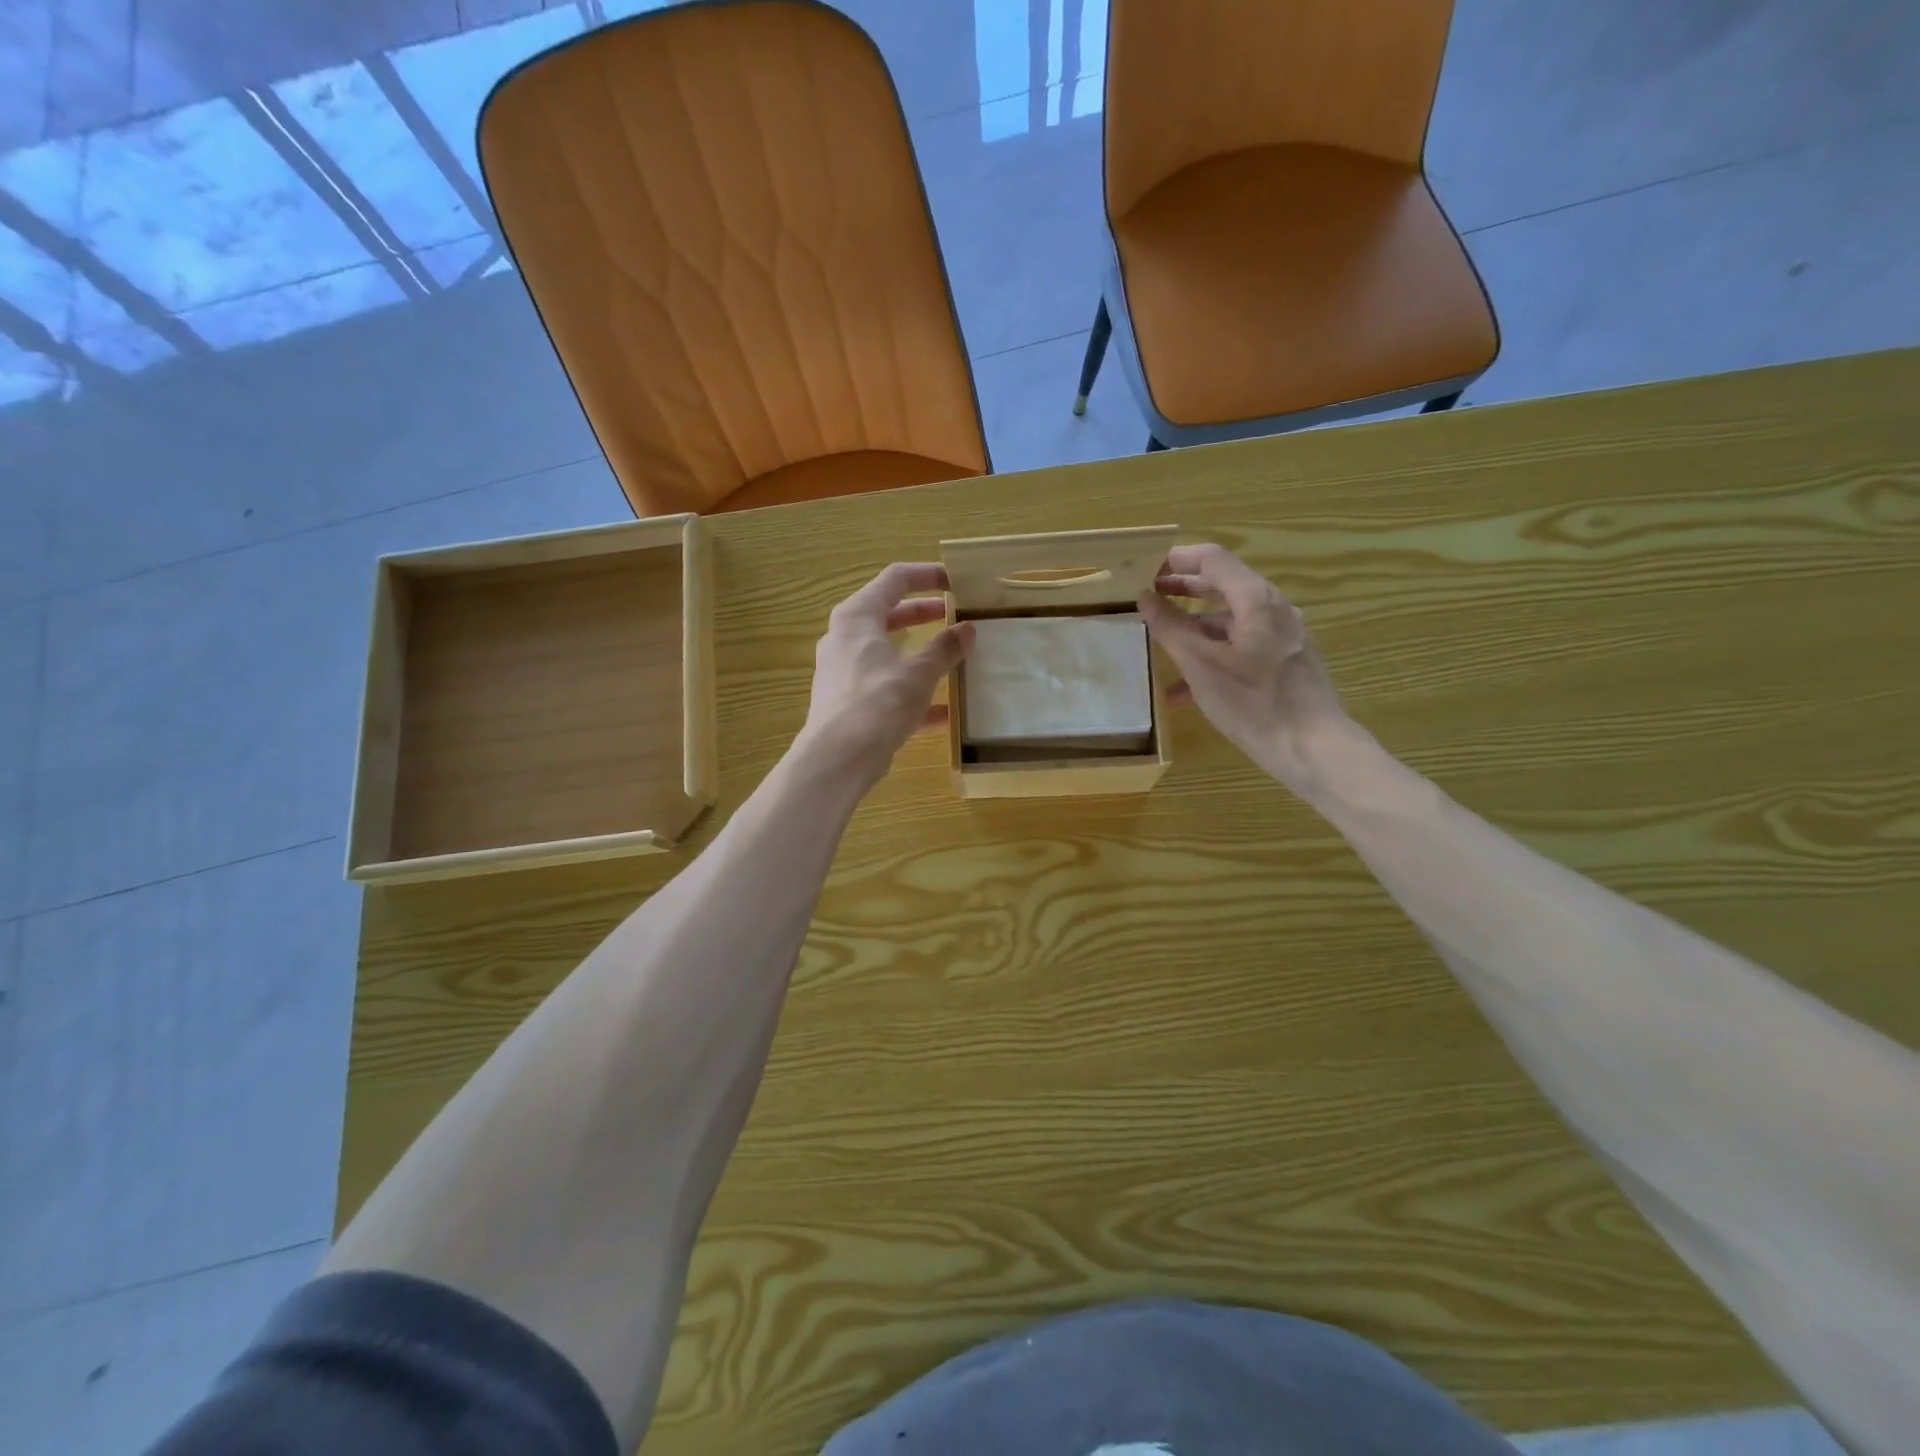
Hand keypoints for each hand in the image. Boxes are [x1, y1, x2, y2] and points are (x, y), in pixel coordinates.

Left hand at [798, 563, 973, 789]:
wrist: (838, 758)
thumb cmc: (878, 702)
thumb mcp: (919, 672)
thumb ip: (945, 648)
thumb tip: (968, 629)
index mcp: (857, 617)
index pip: (894, 579)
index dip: (927, 575)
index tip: (955, 581)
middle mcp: (845, 639)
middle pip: (889, 615)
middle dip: (924, 615)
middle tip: (955, 616)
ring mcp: (844, 672)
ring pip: (888, 654)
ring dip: (919, 655)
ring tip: (953, 660)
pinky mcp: (849, 703)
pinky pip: (885, 689)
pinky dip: (912, 694)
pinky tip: (942, 714)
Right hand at [1137, 543, 1354, 789]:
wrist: (1312, 747)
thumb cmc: (1252, 702)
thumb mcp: (1200, 664)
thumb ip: (1170, 627)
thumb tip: (1146, 597)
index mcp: (1255, 599)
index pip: (1212, 559)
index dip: (1177, 558)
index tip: (1145, 567)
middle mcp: (1274, 608)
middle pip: (1223, 585)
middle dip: (1184, 589)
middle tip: (1149, 594)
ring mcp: (1284, 635)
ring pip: (1232, 619)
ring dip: (1195, 626)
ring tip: (1163, 640)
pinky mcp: (1286, 661)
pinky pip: (1243, 645)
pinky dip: (1214, 653)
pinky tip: (1185, 688)